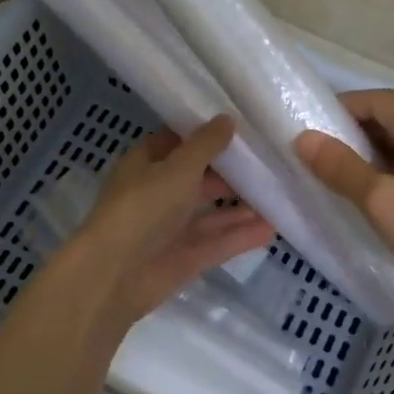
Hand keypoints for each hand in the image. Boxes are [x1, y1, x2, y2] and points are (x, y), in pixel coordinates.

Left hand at [58, 116, 273, 332]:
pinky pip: (218, 241)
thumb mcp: (177, 167)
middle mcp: (158, 193)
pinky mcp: (186, 257)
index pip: (178, 141)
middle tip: (271, 159)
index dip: (206, 132)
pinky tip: (272, 226)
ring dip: (241, 205)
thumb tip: (227, 118)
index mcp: (146, 164)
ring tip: (279, 192)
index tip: (242, 123)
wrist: (114, 274)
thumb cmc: (142, 207)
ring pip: (211, 212)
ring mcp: (172, 228)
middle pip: (199, 177)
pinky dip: (242, 235)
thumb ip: (205, 144)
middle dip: (231, 171)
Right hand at [294, 90, 393, 329]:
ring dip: (370, 160)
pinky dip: (390, 180)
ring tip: (338, 184)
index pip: (378, 99)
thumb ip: (342, 168)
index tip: (310, 127)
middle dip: (352, 133)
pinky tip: (377, 209)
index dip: (342, 106)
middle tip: (317, 159)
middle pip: (392, 122)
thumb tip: (303, 137)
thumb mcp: (382, 202)